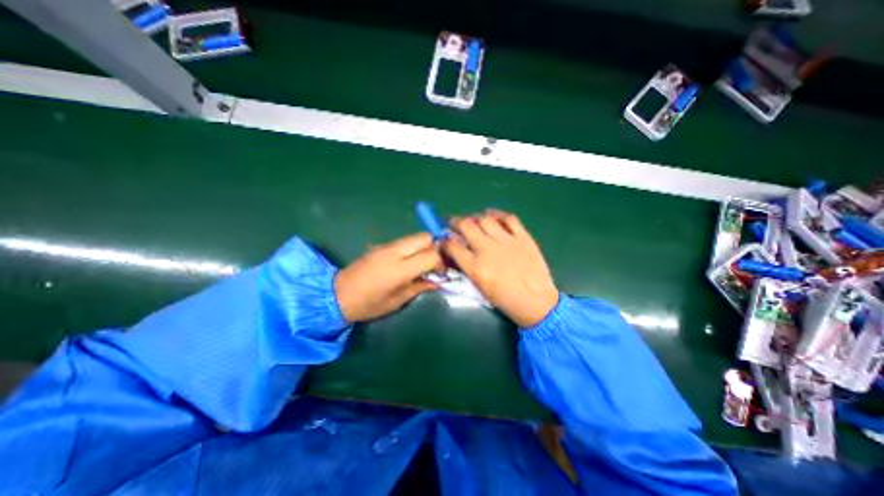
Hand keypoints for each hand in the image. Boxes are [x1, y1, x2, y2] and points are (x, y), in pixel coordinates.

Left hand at [333, 233, 442, 321]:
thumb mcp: (397, 301)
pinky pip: (405, 240)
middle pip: (425, 237)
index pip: (431, 254)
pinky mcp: (381, 245)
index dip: (440, 263)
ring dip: (424, 246)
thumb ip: (419, 287)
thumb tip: (438, 282)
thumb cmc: (368, 304)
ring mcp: (387, 246)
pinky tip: (408, 261)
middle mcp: (394, 252)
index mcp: (399, 269)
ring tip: (421, 263)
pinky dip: (413, 247)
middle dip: (434, 248)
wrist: (337, 294)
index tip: (440, 274)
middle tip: (432, 264)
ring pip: (415, 236)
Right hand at [442, 211, 558, 327]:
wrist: (537, 302)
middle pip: (466, 226)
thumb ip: (467, 267)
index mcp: (475, 267)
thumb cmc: (505, 300)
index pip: (452, 246)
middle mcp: (488, 250)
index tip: (444, 239)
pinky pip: (508, 218)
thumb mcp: (480, 287)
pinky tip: (492, 216)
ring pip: (485, 219)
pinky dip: (498, 214)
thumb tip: (457, 253)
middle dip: (455, 222)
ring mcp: (506, 241)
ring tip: (473, 220)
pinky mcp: (523, 237)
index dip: (444, 240)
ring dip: (474, 217)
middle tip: (453, 223)